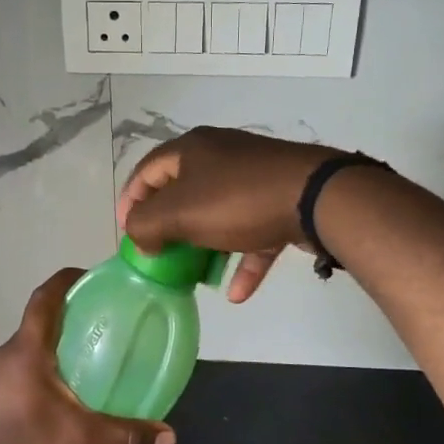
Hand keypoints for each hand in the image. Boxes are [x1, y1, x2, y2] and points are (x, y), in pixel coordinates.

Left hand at [0, 268, 176, 443]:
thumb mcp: (82, 442)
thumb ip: (126, 436)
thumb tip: (169, 437)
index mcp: (27, 350)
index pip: (45, 299)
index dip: (66, 281)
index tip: (88, 278)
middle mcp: (3, 357)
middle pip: (37, 326)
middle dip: (66, 323)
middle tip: (99, 331)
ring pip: (24, 355)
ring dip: (50, 354)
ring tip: (81, 369)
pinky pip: (13, 379)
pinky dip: (35, 380)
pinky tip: (52, 407)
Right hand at [117, 127, 340, 301]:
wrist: (316, 197)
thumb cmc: (237, 200)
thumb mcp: (179, 212)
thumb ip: (146, 225)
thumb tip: (140, 237)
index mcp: (192, 149)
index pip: (147, 170)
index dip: (131, 201)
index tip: (127, 234)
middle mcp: (222, 157)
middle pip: (183, 193)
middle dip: (170, 228)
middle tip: (161, 256)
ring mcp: (254, 179)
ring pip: (219, 215)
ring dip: (206, 248)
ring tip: (196, 277)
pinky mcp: (280, 202)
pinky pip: (253, 234)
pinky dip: (243, 260)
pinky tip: (237, 293)